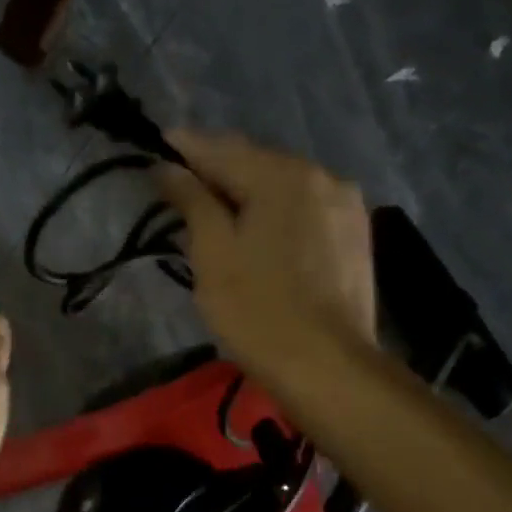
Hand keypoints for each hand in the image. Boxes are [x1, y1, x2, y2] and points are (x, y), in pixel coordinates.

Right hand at [155, 130, 375, 383]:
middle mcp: (321, 176)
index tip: (157, 146)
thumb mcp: (212, 253)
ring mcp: (345, 204)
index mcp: (283, 175)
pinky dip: (274, 208)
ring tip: (215, 205)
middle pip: (256, 161)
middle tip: (179, 180)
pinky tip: (257, 227)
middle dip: (217, 168)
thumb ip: (191, 201)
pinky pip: (304, 206)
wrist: (327, 365)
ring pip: (283, 184)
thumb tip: (168, 167)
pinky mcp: (355, 233)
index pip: (222, 149)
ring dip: (247, 189)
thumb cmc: (256, 309)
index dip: (185, 147)